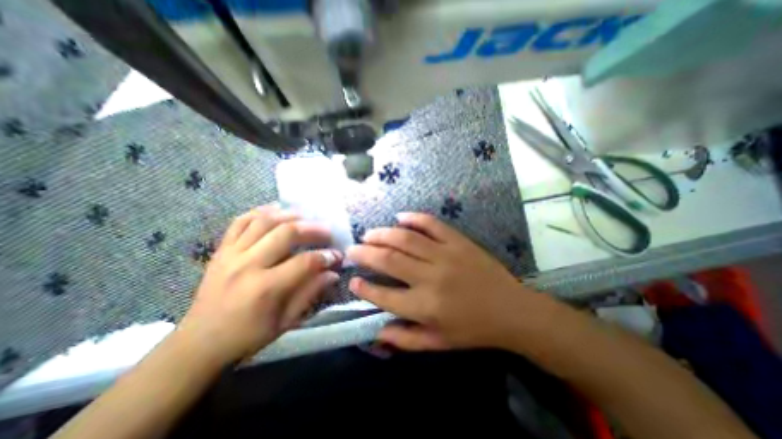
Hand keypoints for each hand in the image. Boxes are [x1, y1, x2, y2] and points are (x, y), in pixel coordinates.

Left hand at [179, 205, 343, 365]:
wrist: (199, 342)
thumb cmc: (248, 335)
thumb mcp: (286, 321)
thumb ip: (311, 292)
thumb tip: (333, 273)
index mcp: (265, 288)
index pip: (305, 262)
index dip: (326, 256)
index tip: (338, 255)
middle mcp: (247, 265)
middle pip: (286, 233)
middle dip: (313, 229)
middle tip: (327, 231)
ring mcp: (231, 254)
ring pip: (265, 221)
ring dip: (290, 215)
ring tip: (307, 217)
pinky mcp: (221, 250)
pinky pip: (240, 221)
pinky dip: (260, 211)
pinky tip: (277, 210)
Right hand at [347, 211, 538, 349]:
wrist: (512, 310)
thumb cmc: (474, 330)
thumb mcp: (439, 343)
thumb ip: (406, 340)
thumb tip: (378, 333)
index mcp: (426, 306)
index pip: (384, 296)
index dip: (365, 289)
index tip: (353, 281)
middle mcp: (431, 277)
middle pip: (389, 260)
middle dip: (365, 254)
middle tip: (351, 250)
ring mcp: (445, 255)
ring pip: (405, 238)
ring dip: (382, 234)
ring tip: (368, 234)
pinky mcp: (458, 241)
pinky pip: (432, 224)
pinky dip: (413, 218)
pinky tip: (400, 217)